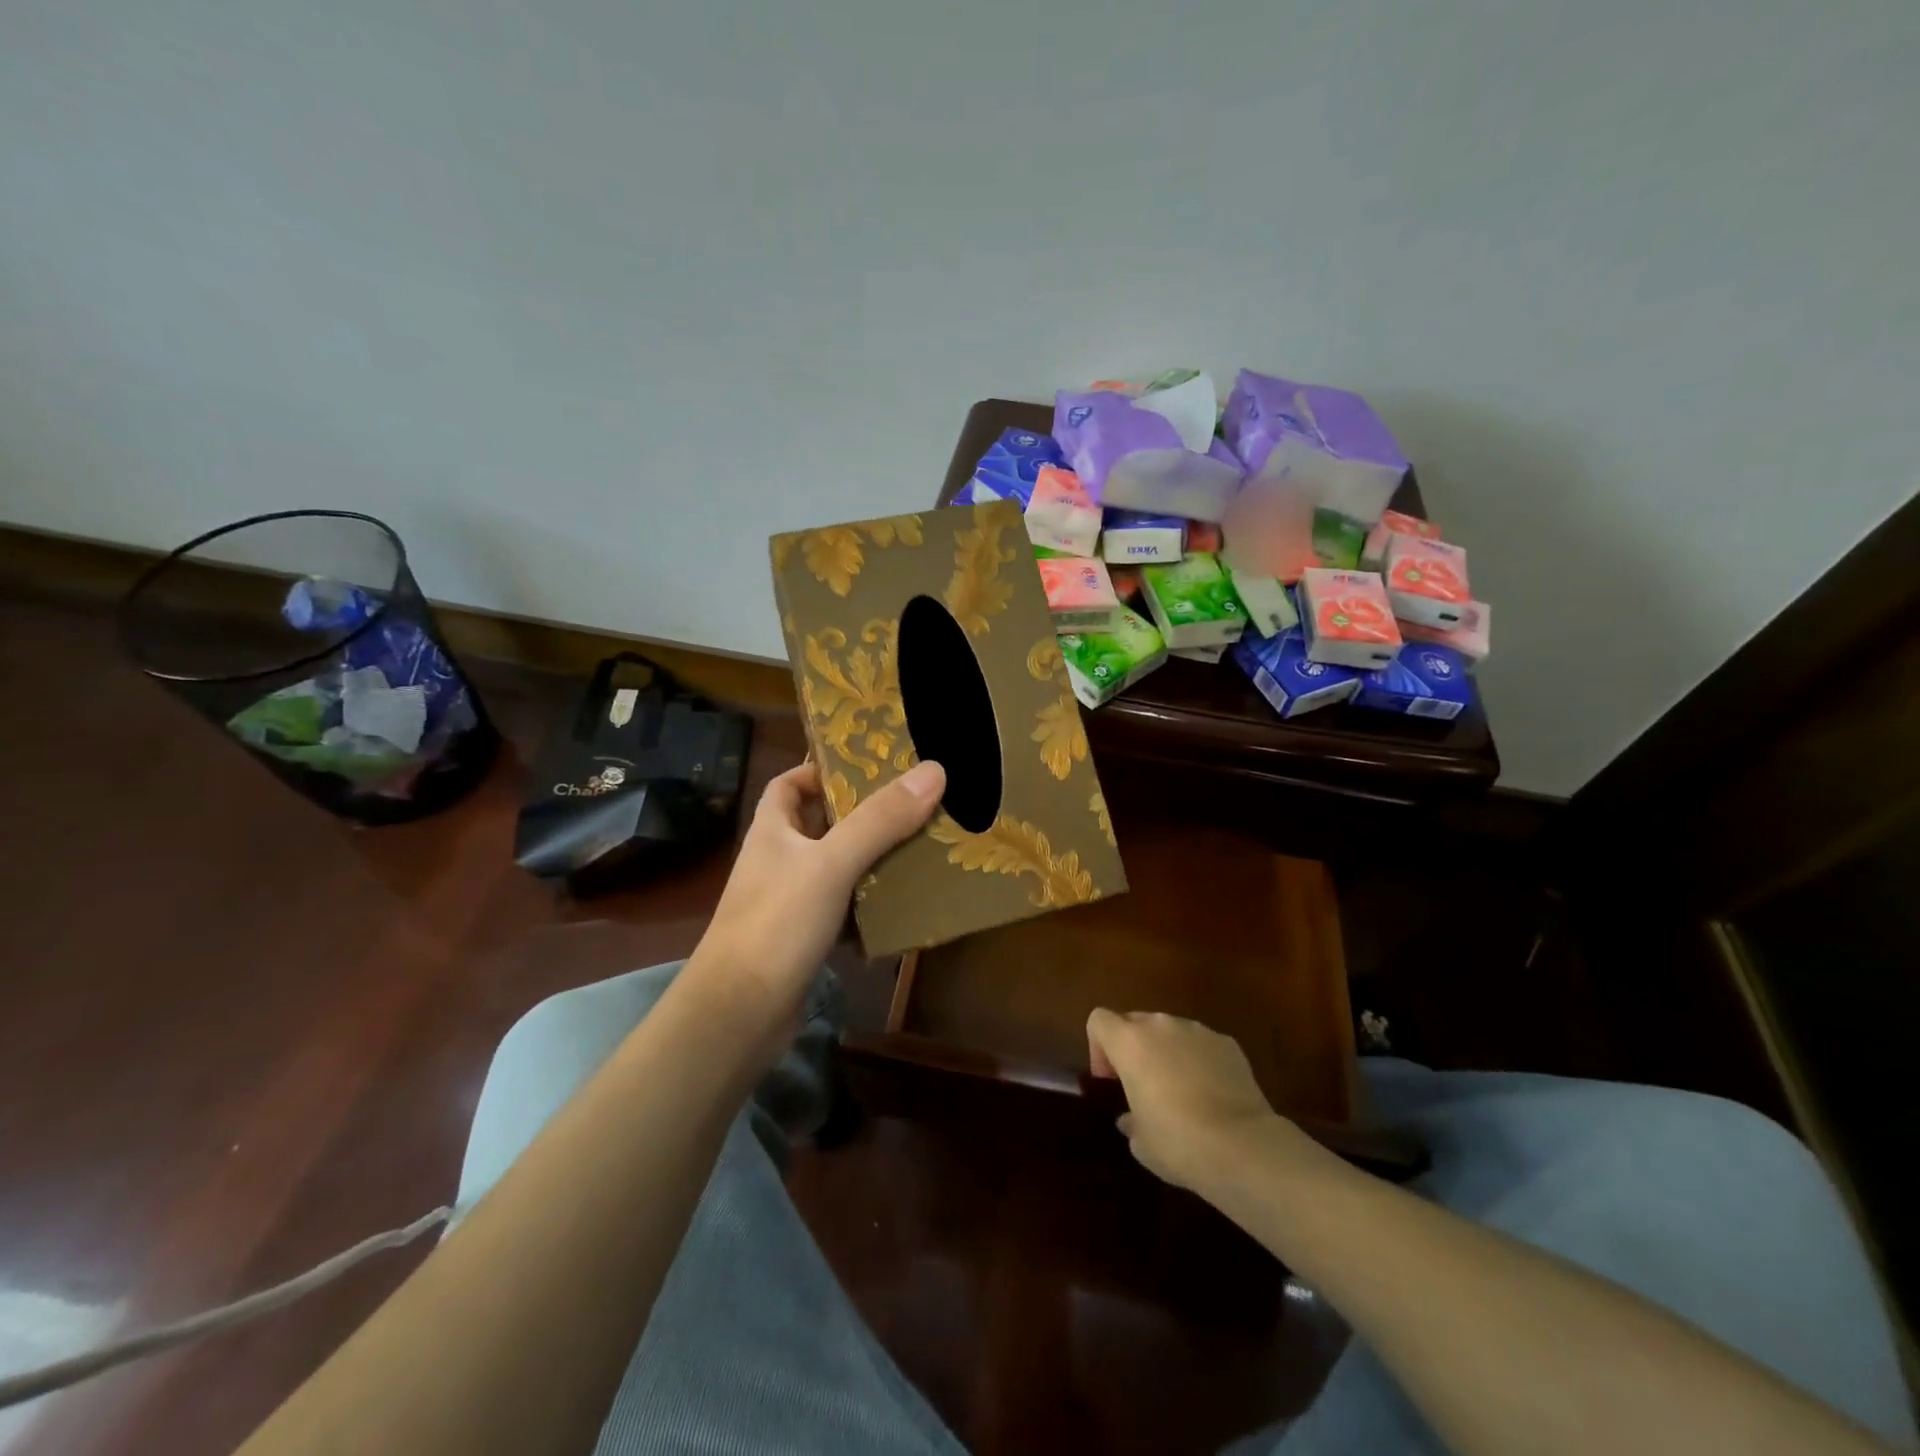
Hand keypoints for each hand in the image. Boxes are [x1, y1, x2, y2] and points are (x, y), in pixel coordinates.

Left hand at [690, 759, 945, 1044]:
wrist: (739, 1014)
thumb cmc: (778, 923)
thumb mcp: (832, 863)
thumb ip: (880, 819)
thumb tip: (934, 770)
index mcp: (773, 830)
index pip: (790, 783)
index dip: (821, 769)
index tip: (868, 765)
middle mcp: (779, 860)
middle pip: (822, 823)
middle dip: (863, 813)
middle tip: (914, 802)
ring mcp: (790, 901)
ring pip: (837, 868)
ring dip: (872, 858)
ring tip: (922, 844)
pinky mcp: (805, 938)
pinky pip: (844, 909)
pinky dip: (870, 904)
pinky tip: (904, 902)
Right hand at [1087, 1009, 1286, 1192]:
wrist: (1242, 1146)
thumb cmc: (1177, 1141)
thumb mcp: (1140, 1142)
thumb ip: (1130, 1120)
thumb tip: (1131, 1118)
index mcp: (1130, 1042)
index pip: (1099, 1020)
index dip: (1099, 1047)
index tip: (1110, 1080)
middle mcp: (1160, 1025)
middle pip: (1135, 1022)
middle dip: (1134, 1048)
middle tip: (1142, 1086)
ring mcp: (1197, 1031)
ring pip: (1171, 1032)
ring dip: (1167, 1053)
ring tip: (1181, 1092)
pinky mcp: (1228, 1043)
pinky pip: (1202, 1045)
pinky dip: (1200, 1061)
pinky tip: (1212, 1096)